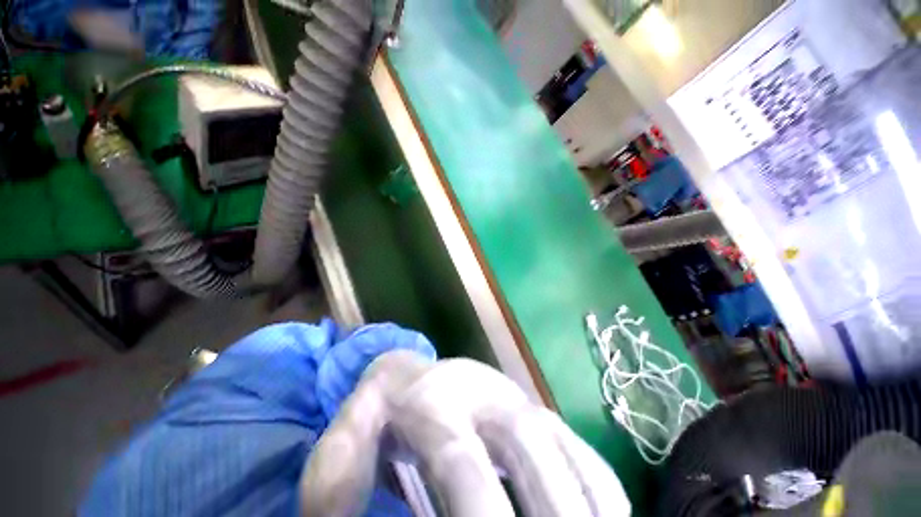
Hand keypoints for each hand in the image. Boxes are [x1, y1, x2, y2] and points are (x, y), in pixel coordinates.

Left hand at [300, 351, 630, 516]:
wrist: (420, 372)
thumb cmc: (386, 406)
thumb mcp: (348, 431)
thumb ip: (336, 473)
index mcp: (441, 400)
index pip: (464, 464)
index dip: (481, 516)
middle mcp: (492, 396)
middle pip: (533, 458)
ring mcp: (524, 402)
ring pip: (569, 457)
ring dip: (587, 512)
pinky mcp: (543, 414)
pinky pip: (584, 457)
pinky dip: (599, 497)